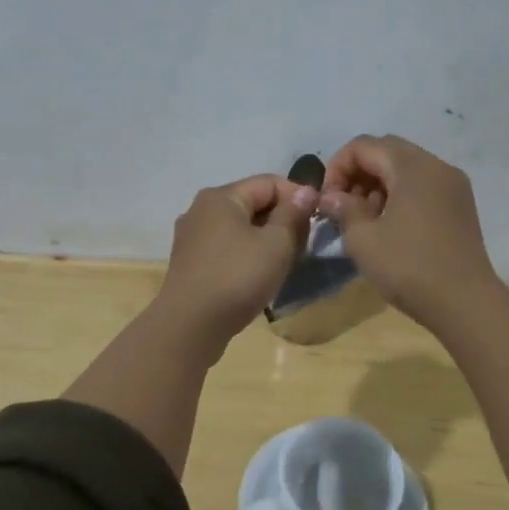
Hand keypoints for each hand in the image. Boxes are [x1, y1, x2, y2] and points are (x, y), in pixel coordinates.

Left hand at [155, 174, 317, 351]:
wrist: (190, 326)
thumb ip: (292, 214)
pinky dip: (247, 254)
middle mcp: (201, 209)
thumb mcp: (276, 244)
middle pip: (252, 203)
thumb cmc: (237, 277)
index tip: (318, 220)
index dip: (298, 196)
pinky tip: (259, 276)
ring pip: (240, 227)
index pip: (269, 183)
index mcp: (221, 197)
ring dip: (266, 239)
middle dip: (282, 220)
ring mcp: (192, 237)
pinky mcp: (190, 263)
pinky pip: (226, 248)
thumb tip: (306, 191)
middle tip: (304, 245)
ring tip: (286, 262)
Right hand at [320, 135, 498, 328]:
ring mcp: (453, 185)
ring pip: (405, 168)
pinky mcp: (460, 206)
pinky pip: (422, 186)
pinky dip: (399, 195)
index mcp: (412, 166)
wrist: (466, 304)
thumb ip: (343, 209)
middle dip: (358, 173)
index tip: (327, 200)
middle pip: (386, 151)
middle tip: (342, 206)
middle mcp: (436, 166)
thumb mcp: (363, 239)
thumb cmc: (409, 267)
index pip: (363, 145)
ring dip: (378, 184)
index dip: (337, 167)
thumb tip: (331, 197)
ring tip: (364, 220)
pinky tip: (389, 226)